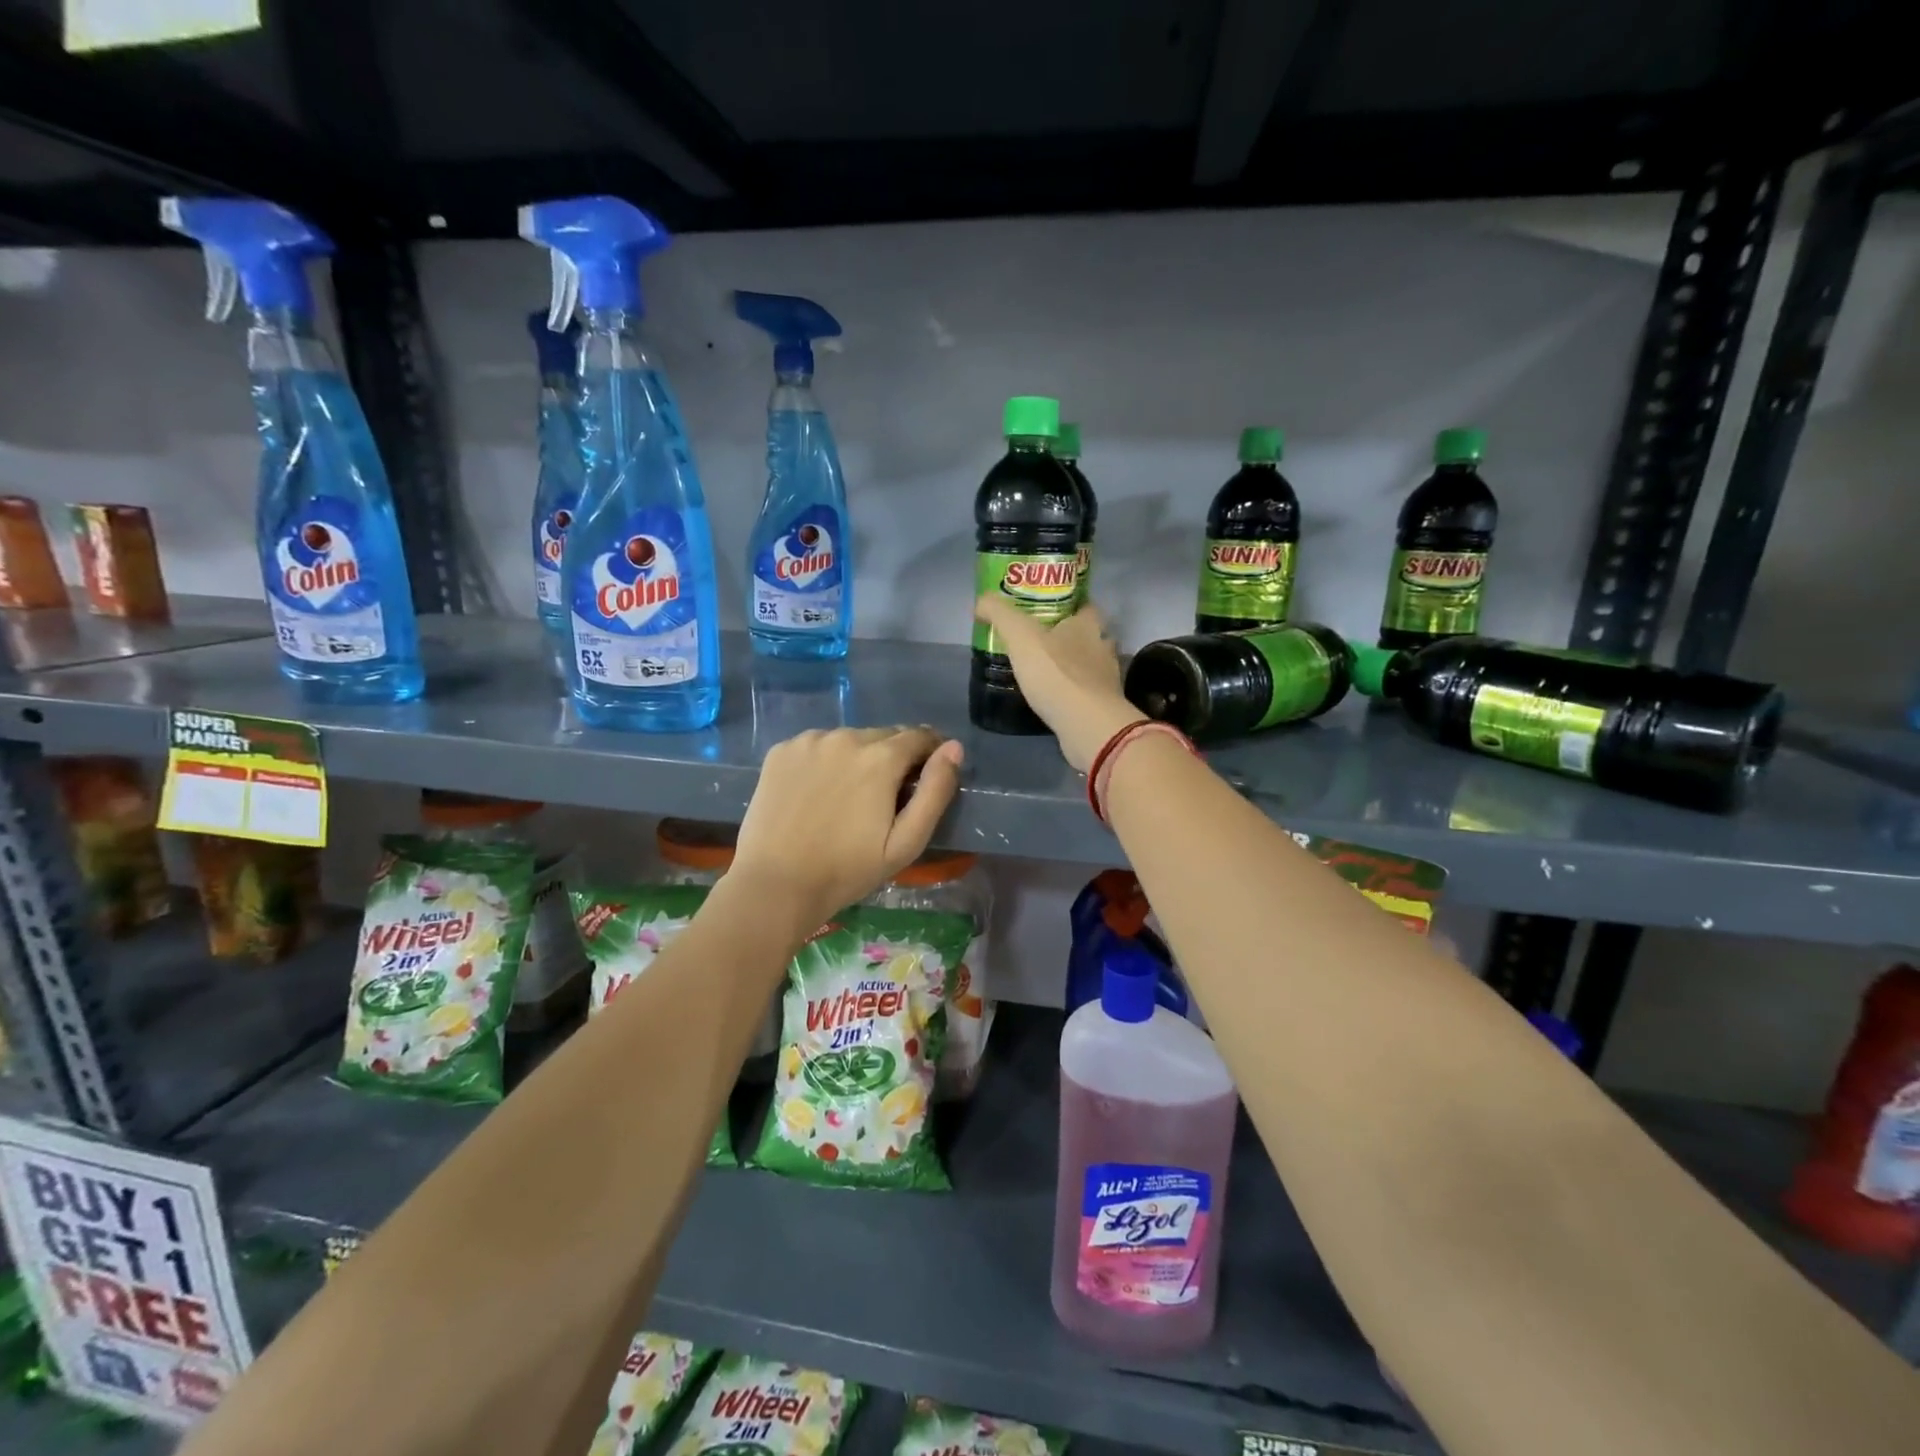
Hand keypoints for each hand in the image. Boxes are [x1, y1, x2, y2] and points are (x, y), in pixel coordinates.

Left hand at [732, 726, 964, 922]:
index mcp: (880, 757)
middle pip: (884, 736)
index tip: (928, 775)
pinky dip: (825, 761)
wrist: (775, 885)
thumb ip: (935, 791)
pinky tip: (818, 793)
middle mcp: (845, 736)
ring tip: (850, 796)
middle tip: (887, 796)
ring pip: (849, 740)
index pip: (920, 736)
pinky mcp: (781, 752)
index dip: (931, 753)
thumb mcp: (906, 842)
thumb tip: (953, 748)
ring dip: (859, 757)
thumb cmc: (847, 870)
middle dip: (894, 758)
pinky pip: (817, 746)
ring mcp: (808, 741)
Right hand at [973, 595, 1142, 770]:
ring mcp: (1106, 678)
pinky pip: (1085, 691)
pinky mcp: (1102, 706)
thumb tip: (982, 601)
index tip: (1044, 608)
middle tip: (1038, 640)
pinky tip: (1053, 696)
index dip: (1067, 603)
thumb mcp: (1021, 636)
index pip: (1083, 604)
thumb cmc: (1056, 674)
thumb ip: (1000, 614)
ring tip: (1042, 670)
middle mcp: (1103, 646)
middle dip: (1067, 635)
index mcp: (1089, 624)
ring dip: (1070, 665)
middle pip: (1087, 634)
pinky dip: (1071, 691)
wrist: (1087, 726)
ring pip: (1088, 663)